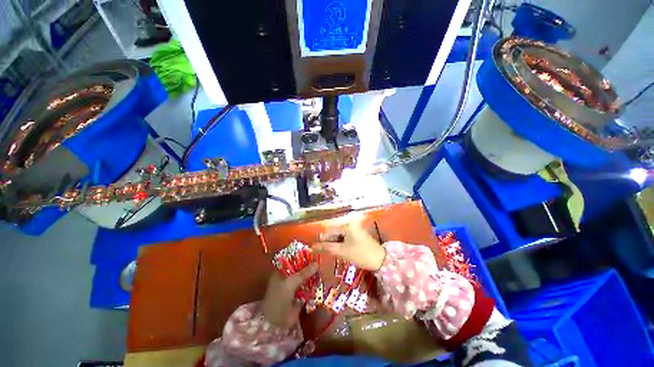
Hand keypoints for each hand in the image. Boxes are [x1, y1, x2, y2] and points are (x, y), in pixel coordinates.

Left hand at [261, 263, 318, 328]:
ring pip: (304, 279)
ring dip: (312, 276)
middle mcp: (287, 278)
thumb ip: (304, 273)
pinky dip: (313, 286)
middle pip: (300, 269)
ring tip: (322, 271)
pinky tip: (320, 282)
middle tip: (320, 263)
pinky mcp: (299, 297)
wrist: (276, 322)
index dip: (302, 257)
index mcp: (281, 272)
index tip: (313, 254)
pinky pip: (308, 289)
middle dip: (309, 267)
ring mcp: (293, 288)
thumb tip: (317, 263)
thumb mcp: (291, 282)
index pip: (292, 260)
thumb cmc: (279, 297)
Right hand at [315, 218, 386, 270]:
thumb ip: (327, 247)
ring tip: (331, 251)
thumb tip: (314, 246)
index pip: (331, 230)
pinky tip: (339, 250)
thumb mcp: (342, 251)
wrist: (380, 260)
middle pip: (336, 231)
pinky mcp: (358, 234)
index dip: (322, 239)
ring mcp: (355, 229)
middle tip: (323, 250)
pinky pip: (346, 237)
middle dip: (329, 241)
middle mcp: (351, 224)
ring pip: (340, 235)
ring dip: (335, 242)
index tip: (314, 246)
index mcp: (347, 226)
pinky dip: (341, 243)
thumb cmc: (360, 254)